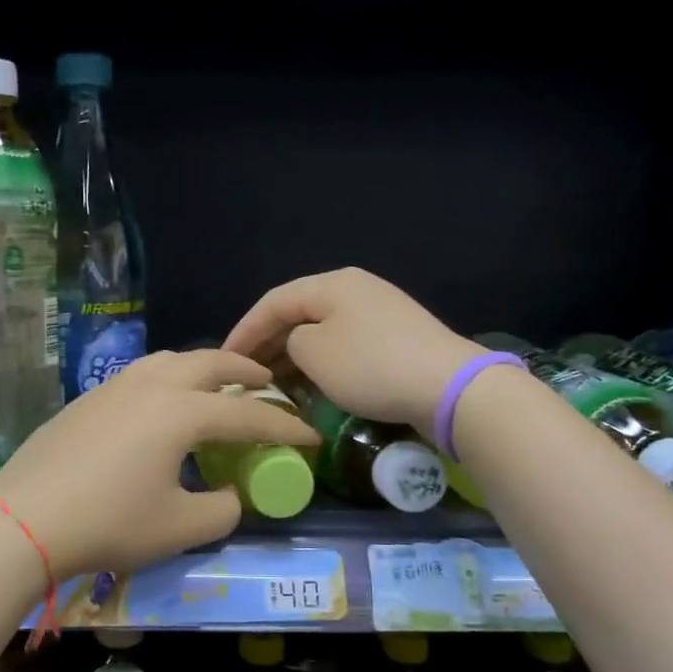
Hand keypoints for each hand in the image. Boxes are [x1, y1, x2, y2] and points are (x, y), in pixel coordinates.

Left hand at [0, 349, 319, 577]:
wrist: (24, 518)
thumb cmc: (110, 523)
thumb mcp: (179, 527)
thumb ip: (221, 509)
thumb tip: (228, 494)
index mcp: (182, 412)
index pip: (247, 417)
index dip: (284, 428)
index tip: (310, 436)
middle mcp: (152, 386)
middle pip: (210, 363)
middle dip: (245, 371)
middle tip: (266, 383)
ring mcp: (114, 387)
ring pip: (170, 359)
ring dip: (202, 366)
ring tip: (215, 383)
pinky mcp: (88, 399)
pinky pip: (142, 373)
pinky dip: (168, 376)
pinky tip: (161, 401)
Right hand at [223, 267, 480, 432]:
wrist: (448, 387)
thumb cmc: (371, 366)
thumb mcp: (313, 353)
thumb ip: (289, 342)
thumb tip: (298, 345)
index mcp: (332, 283)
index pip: (273, 302)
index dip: (244, 330)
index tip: (224, 360)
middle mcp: (355, 289)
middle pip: (298, 313)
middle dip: (268, 344)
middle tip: (246, 374)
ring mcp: (379, 313)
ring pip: (321, 331)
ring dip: (294, 357)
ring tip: (273, 384)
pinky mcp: (394, 339)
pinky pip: (344, 346)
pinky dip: (321, 364)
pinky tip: (311, 385)